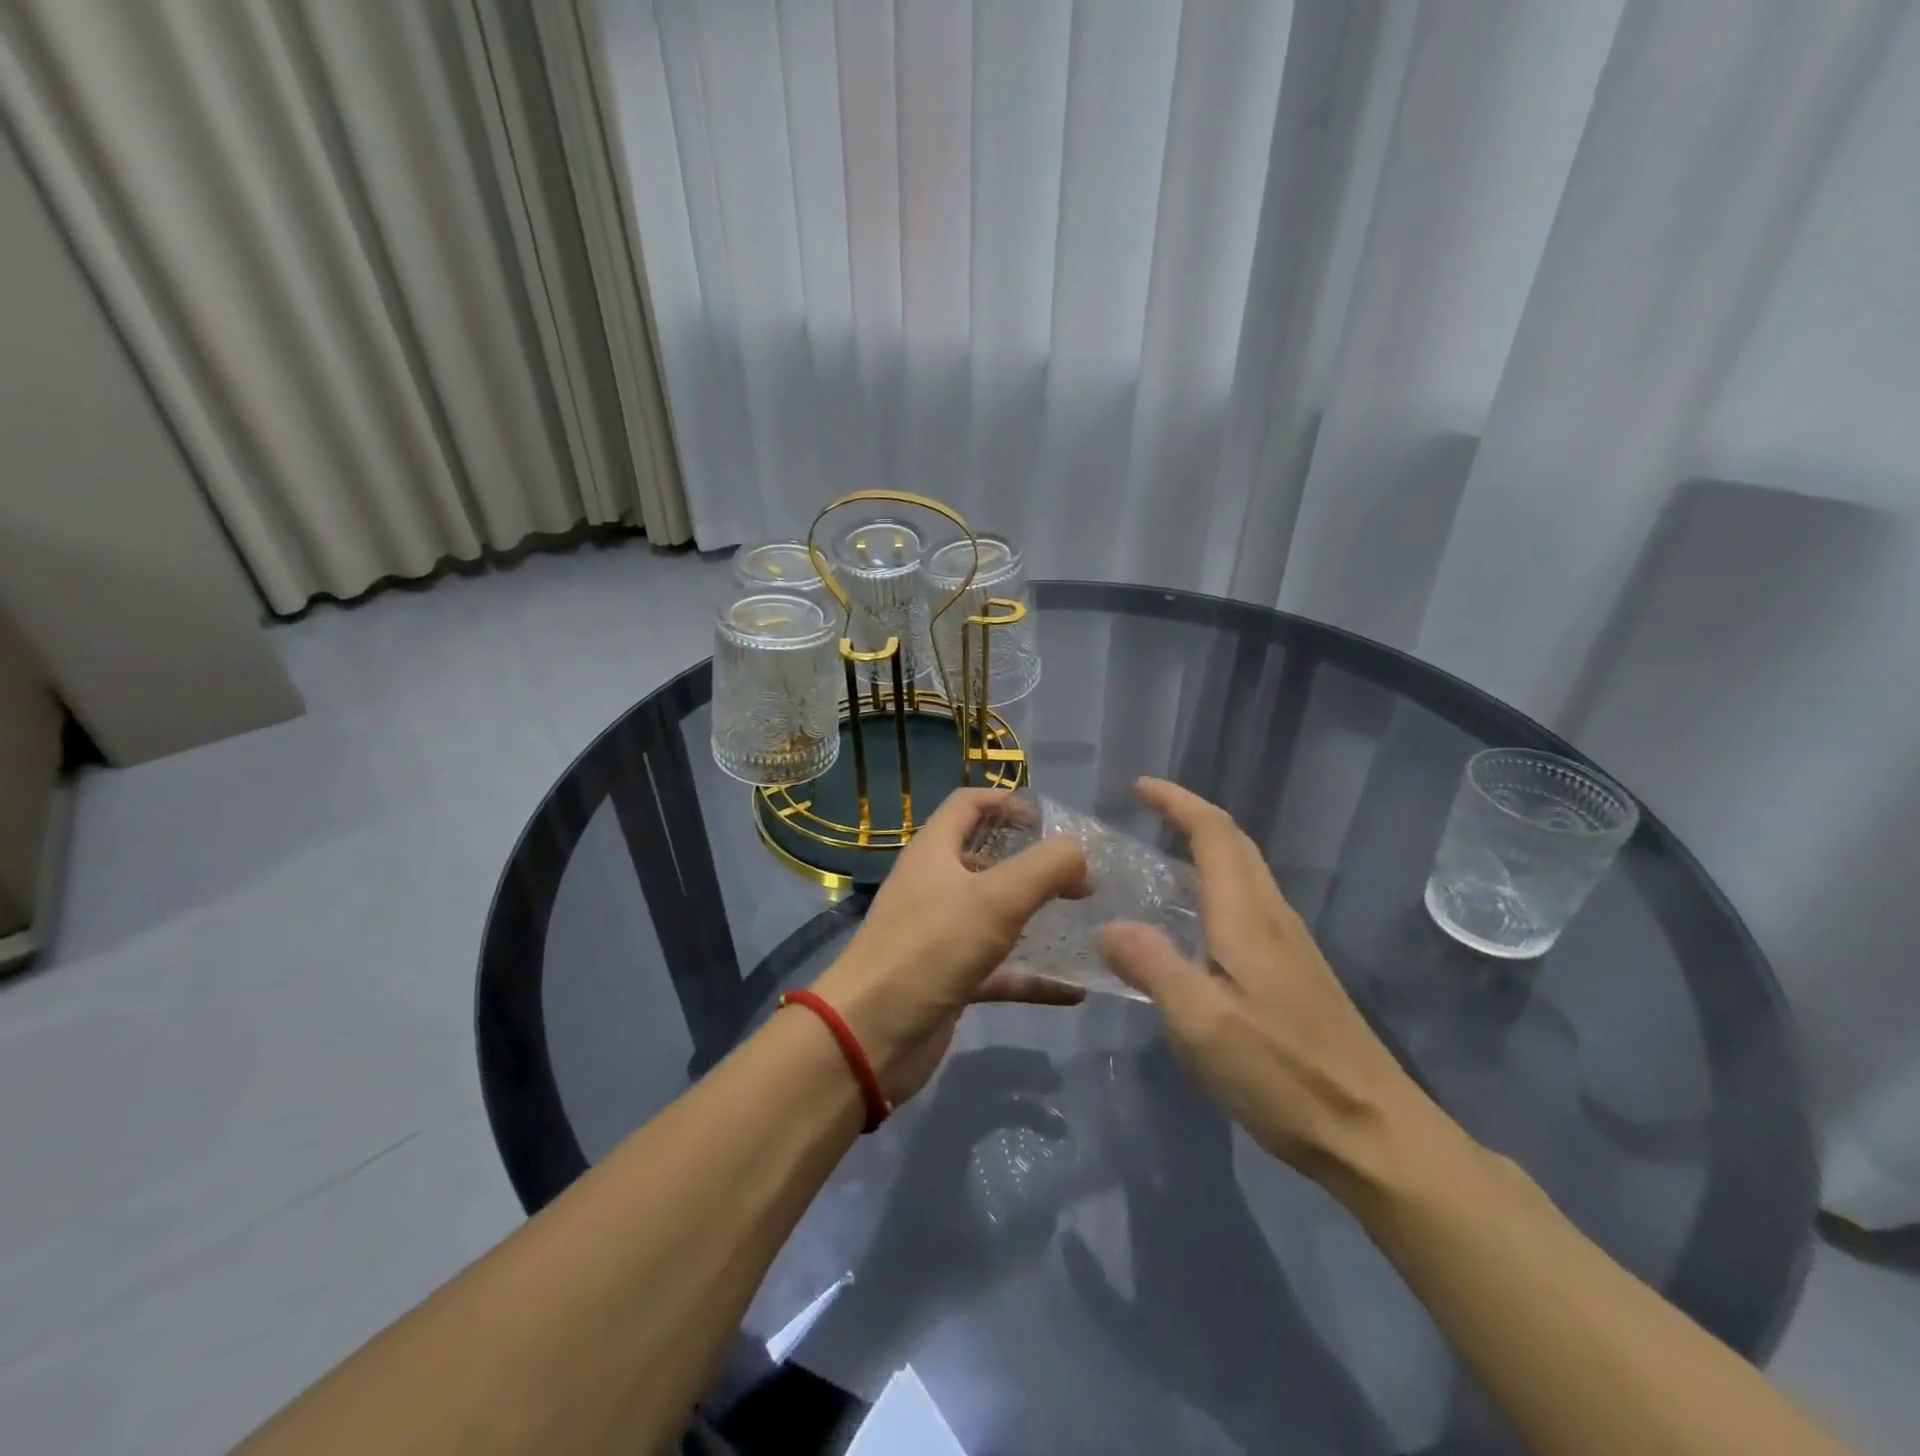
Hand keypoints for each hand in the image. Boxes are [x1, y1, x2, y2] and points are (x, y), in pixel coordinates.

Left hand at [811, 788, 1090, 1103]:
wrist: (870, 1036)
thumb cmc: (930, 949)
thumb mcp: (996, 898)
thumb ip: (1045, 866)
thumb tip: (1077, 851)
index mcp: (934, 852)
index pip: (967, 805)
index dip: (1006, 802)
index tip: (1049, 820)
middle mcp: (933, 887)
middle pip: (984, 859)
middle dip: (1030, 862)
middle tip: (1078, 877)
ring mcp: (939, 936)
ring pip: (993, 916)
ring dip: (1034, 916)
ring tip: (1082, 921)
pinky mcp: (948, 980)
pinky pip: (998, 971)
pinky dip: (1032, 976)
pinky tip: (1074, 989)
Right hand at [1098, 778, 1427, 1179]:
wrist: (1374, 1134)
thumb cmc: (1282, 1074)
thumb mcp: (1200, 1022)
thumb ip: (1152, 965)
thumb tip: (1111, 925)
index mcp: (1247, 917)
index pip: (1214, 834)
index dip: (1177, 801)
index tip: (1138, 787)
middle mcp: (1273, 918)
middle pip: (1236, 844)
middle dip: (1191, 815)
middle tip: (1144, 813)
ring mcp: (1291, 946)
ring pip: (1246, 873)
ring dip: (1206, 848)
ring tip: (1160, 858)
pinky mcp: (1296, 974)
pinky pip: (1249, 905)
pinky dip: (1217, 886)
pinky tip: (1194, 923)